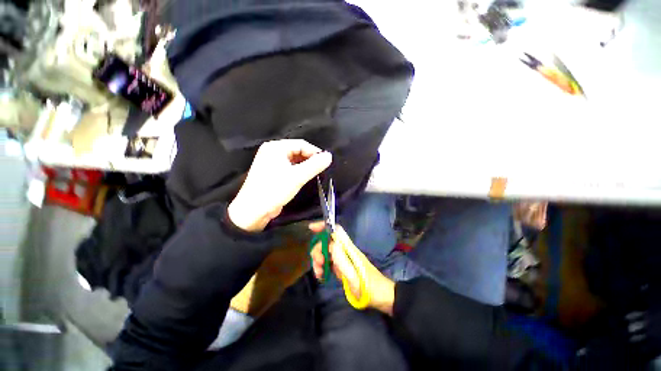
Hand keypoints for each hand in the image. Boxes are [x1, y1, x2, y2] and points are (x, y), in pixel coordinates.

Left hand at [228, 139, 331, 231]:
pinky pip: (289, 167)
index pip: (301, 144)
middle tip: (321, 168)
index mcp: (275, 147)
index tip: (326, 162)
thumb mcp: (297, 177)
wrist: (253, 211)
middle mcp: (272, 151)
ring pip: (294, 160)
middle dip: (310, 159)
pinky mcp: (272, 172)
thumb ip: (315, 165)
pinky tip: (305, 177)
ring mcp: (271, 162)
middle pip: (297, 151)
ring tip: (315, 173)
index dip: (314, 152)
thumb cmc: (274, 190)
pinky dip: (298, 171)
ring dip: (305, 165)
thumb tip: (329, 156)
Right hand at [309, 223, 395, 314]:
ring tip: (319, 273)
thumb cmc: (369, 287)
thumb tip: (331, 244)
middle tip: (318, 264)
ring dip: (318, 260)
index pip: (336, 230)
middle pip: (327, 241)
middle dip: (318, 249)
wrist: (382, 297)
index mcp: (349, 249)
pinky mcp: (342, 267)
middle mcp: (345, 250)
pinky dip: (322, 267)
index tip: (311, 228)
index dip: (324, 226)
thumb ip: (342, 260)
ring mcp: (343, 258)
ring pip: (326, 252)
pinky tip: (321, 276)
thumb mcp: (354, 276)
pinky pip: (328, 262)